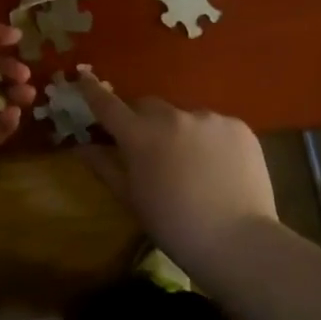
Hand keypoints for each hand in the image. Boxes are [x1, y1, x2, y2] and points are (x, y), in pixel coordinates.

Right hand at [75, 75, 278, 251]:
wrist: (237, 241)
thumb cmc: (174, 226)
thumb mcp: (132, 199)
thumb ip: (105, 166)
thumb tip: (82, 146)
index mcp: (140, 136)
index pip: (108, 105)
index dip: (92, 90)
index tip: (83, 78)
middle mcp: (172, 117)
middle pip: (148, 105)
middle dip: (143, 119)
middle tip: (149, 146)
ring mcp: (208, 118)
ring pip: (185, 116)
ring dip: (180, 131)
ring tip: (193, 163)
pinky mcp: (238, 126)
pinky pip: (216, 126)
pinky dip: (211, 140)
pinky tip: (219, 167)